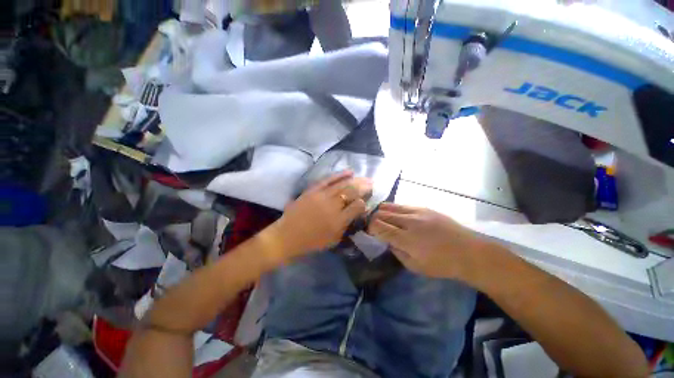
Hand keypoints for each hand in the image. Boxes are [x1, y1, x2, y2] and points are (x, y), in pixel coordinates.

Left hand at [270, 171, 371, 259]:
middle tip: (371, 184)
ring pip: (343, 184)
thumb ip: (346, 226)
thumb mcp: (333, 240)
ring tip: (364, 177)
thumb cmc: (311, 242)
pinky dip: (340, 175)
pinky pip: (328, 180)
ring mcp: (322, 196)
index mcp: (338, 221)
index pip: (357, 206)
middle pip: (352, 192)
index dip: (364, 204)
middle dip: (364, 187)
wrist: (287, 236)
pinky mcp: (313, 190)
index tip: (365, 203)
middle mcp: (332, 206)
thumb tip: (356, 212)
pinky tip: (349, 172)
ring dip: (356, 180)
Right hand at [368, 203, 493, 281]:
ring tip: (383, 218)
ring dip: (382, 212)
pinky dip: (394, 209)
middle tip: (374, 225)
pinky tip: (397, 215)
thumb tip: (387, 240)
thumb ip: (396, 252)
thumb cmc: (441, 264)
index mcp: (406, 239)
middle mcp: (408, 222)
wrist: (469, 252)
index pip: (378, 227)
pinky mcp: (424, 208)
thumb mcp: (415, 266)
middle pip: (381, 214)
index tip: (369, 232)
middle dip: (373, 219)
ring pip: (390, 206)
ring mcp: (417, 212)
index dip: (369, 228)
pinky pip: (402, 205)